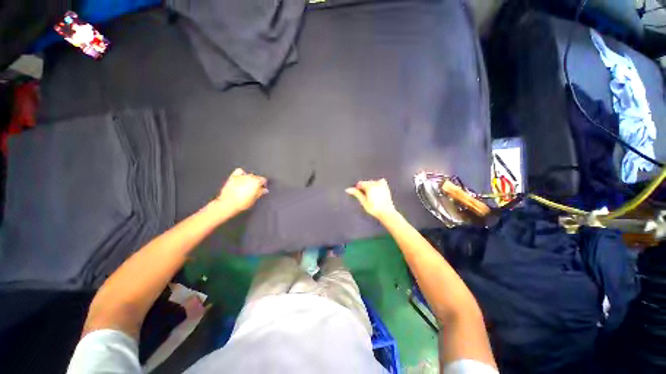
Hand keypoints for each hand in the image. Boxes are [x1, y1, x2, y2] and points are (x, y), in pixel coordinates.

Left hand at [212, 168, 267, 215]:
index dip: (264, 184)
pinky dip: (242, 173)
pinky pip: (240, 171)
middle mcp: (249, 177)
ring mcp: (241, 176)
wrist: (228, 203)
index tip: (263, 188)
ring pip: (249, 174)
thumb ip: (260, 192)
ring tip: (249, 185)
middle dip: (257, 182)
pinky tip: (242, 177)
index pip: (263, 180)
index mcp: (256, 182)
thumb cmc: (242, 203)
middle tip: (256, 188)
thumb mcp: (254, 199)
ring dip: (250, 178)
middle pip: (256, 177)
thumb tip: (264, 190)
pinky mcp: (233, 177)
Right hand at [346, 179, 396, 220]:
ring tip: (371, 197)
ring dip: (370, 187)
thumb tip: (348, 189)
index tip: (359, 195)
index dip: (358, 189)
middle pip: (366, 183)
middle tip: (366, 197)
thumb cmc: (374, 208)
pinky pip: (380, 182)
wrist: (386, 213)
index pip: (360, 183)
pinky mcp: (386, 187)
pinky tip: (377, 192)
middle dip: (364, 188)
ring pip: (372, 182)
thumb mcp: (363, 201)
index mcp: (370, 186)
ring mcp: (382, 185)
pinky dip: (377, 185)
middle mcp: (376, 183)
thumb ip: (356, 193)